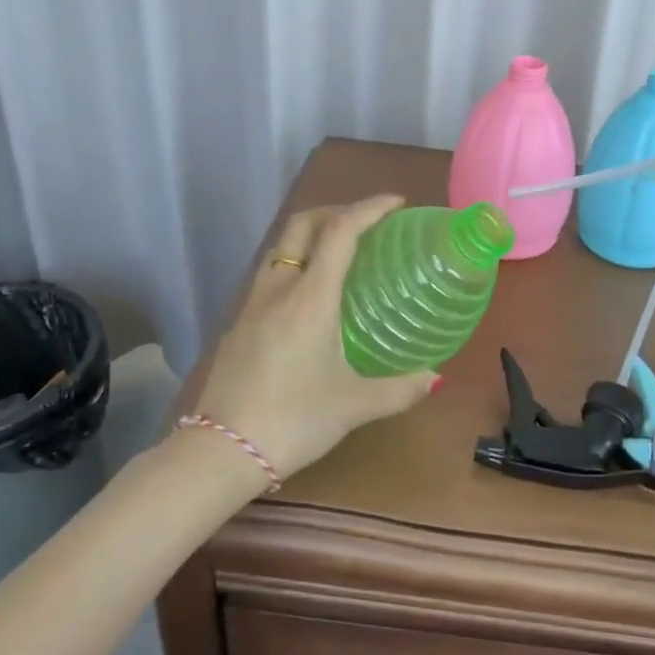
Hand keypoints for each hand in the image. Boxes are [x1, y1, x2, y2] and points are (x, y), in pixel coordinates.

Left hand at [193, 195, 437, 479]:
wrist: (220, 451)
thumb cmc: (293, 420)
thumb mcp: (354, 406)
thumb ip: (400, 389)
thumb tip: (435, 378)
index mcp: (310, 298)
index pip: (340, 231)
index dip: (369, 208)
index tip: (396, 203)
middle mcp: (278, 289)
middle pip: (302, 225)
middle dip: (336, 210)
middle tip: (368, 223)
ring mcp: (252, 304)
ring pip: (281, 247)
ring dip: (311, 235)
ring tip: (341, 252)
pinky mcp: (239, 324)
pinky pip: (271, 274)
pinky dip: (296, 263)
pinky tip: (310, 296)